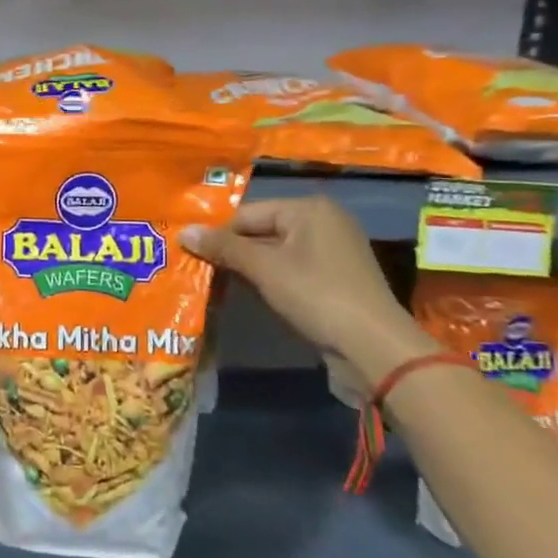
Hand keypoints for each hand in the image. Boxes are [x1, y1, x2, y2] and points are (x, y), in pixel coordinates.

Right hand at [182, 197, 432, 385]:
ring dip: (248, 269)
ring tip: (215, 283)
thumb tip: (184, 231)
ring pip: (274, 254)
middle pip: (261, 231)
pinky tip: (248, 296)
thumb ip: (223, 248)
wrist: (374, 348)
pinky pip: (290, 271)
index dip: (217, 233)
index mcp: (309, 208)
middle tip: (197, 269)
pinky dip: (269, 281)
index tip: (189, 253)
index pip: (247, 213)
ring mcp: (332, 252)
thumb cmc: (316, 295)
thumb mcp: (264, 269)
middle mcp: (323, 222)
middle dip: (232, 252)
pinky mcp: (334, 280)